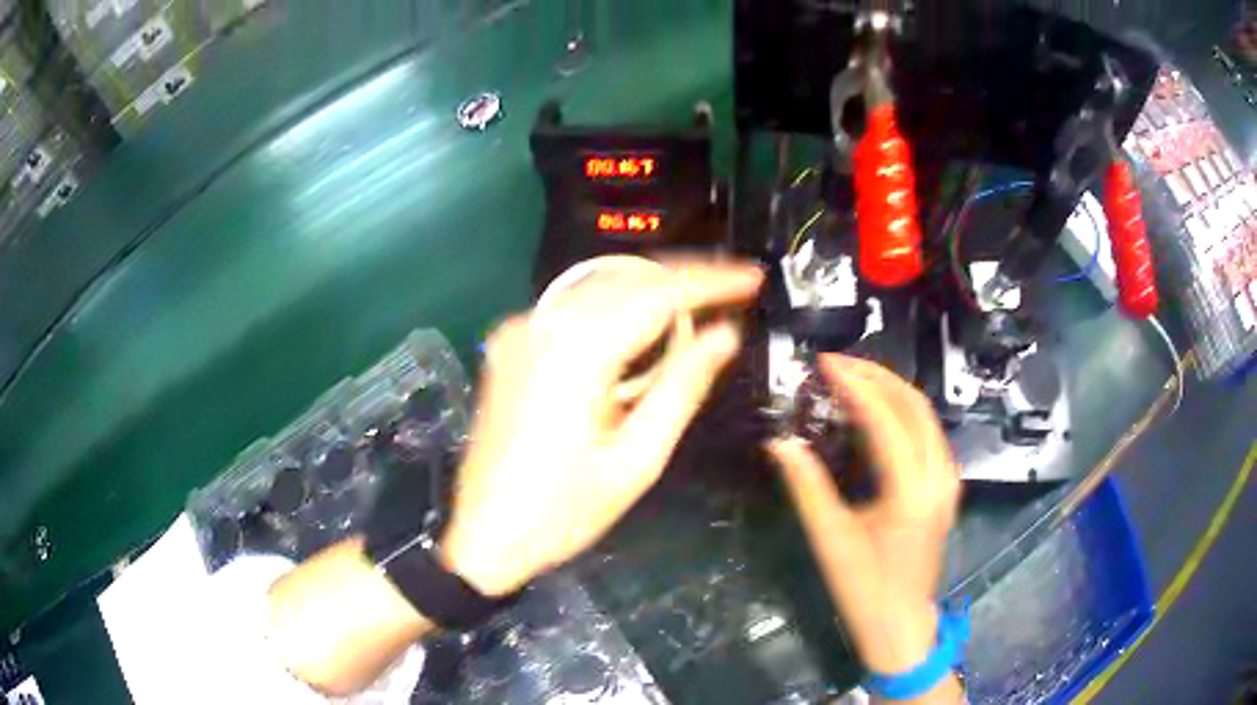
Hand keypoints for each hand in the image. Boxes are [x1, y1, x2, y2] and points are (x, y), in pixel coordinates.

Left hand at [443, 259, 763, 596]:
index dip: (710, 281)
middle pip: (627, 278)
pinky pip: (575, 308)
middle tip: (734, 289)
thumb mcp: (638, 458)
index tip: (751, 277)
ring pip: (600, 287)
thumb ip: (683, 386)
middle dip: (684, 278)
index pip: (657, 293)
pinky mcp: (511, 346)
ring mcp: (520, 332)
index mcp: (575, 353)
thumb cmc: (564, 512)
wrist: (485, 536)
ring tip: (702, 305)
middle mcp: (542, 325)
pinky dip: (618, 308)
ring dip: (653, 290)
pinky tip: (645, 328)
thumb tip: (724, 334)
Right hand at [767, 355, 960, 678]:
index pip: (885, 420)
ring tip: (853, 378)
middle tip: (838, 363)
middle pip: (914, 406)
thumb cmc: (863, 589)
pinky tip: (879, 411)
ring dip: (891, 390)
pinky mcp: (946, 487)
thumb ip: (807, 487)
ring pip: (926, 416)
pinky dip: (904, 412)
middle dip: (876, 376)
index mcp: (910, 491)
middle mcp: (938, 477)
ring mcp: (947, 480)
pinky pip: (929, 433)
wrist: (901, 624)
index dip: (855, 385)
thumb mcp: (830, 539)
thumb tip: (780, 443)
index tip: (826, 364)